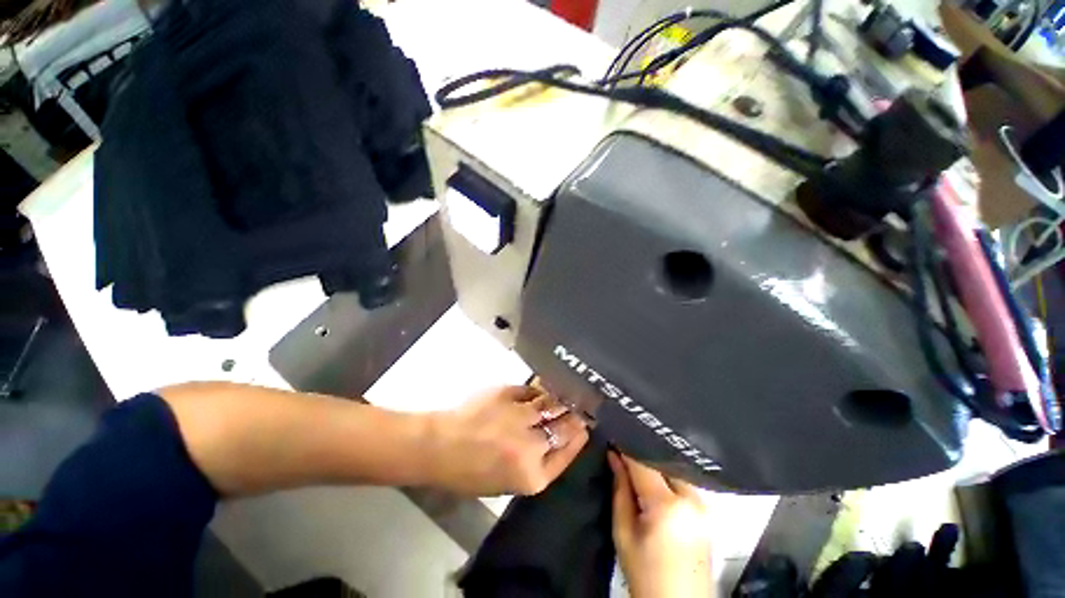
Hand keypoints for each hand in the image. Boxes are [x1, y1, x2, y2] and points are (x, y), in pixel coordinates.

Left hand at [425, 386, 588, 495]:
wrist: (440, 447)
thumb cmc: (470, 472)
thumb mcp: (508, 482)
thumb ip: (537, 464)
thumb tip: (558, 439)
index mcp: (532, 475)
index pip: (567, 452)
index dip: (579, 438)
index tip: (585, 427)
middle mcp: (531, 445)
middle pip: (565, 426)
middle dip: (575, 416)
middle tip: (580, 407)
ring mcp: (520, 416)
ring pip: (551, 403)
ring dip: (560, 399)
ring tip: (566, 395)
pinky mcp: (508, 395)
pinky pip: (532, 390)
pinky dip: (538, 390)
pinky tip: (540, 390)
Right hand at [608, 452, 712, 597]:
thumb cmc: (645, 575)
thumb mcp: (623, 533)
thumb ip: (620, 490)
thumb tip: (613, 455)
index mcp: (668, 505)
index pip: (643, 462)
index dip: (626, 447)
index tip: (612, 438)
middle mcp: (693, 499)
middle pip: (662, 462)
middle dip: (641, 454)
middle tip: (621, 451)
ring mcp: (705, 506)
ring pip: (673, 469)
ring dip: (654, 465)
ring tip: (635, 465)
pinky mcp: (708, 513)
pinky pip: (683, 482)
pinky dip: (666, 477)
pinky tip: (654, 481)